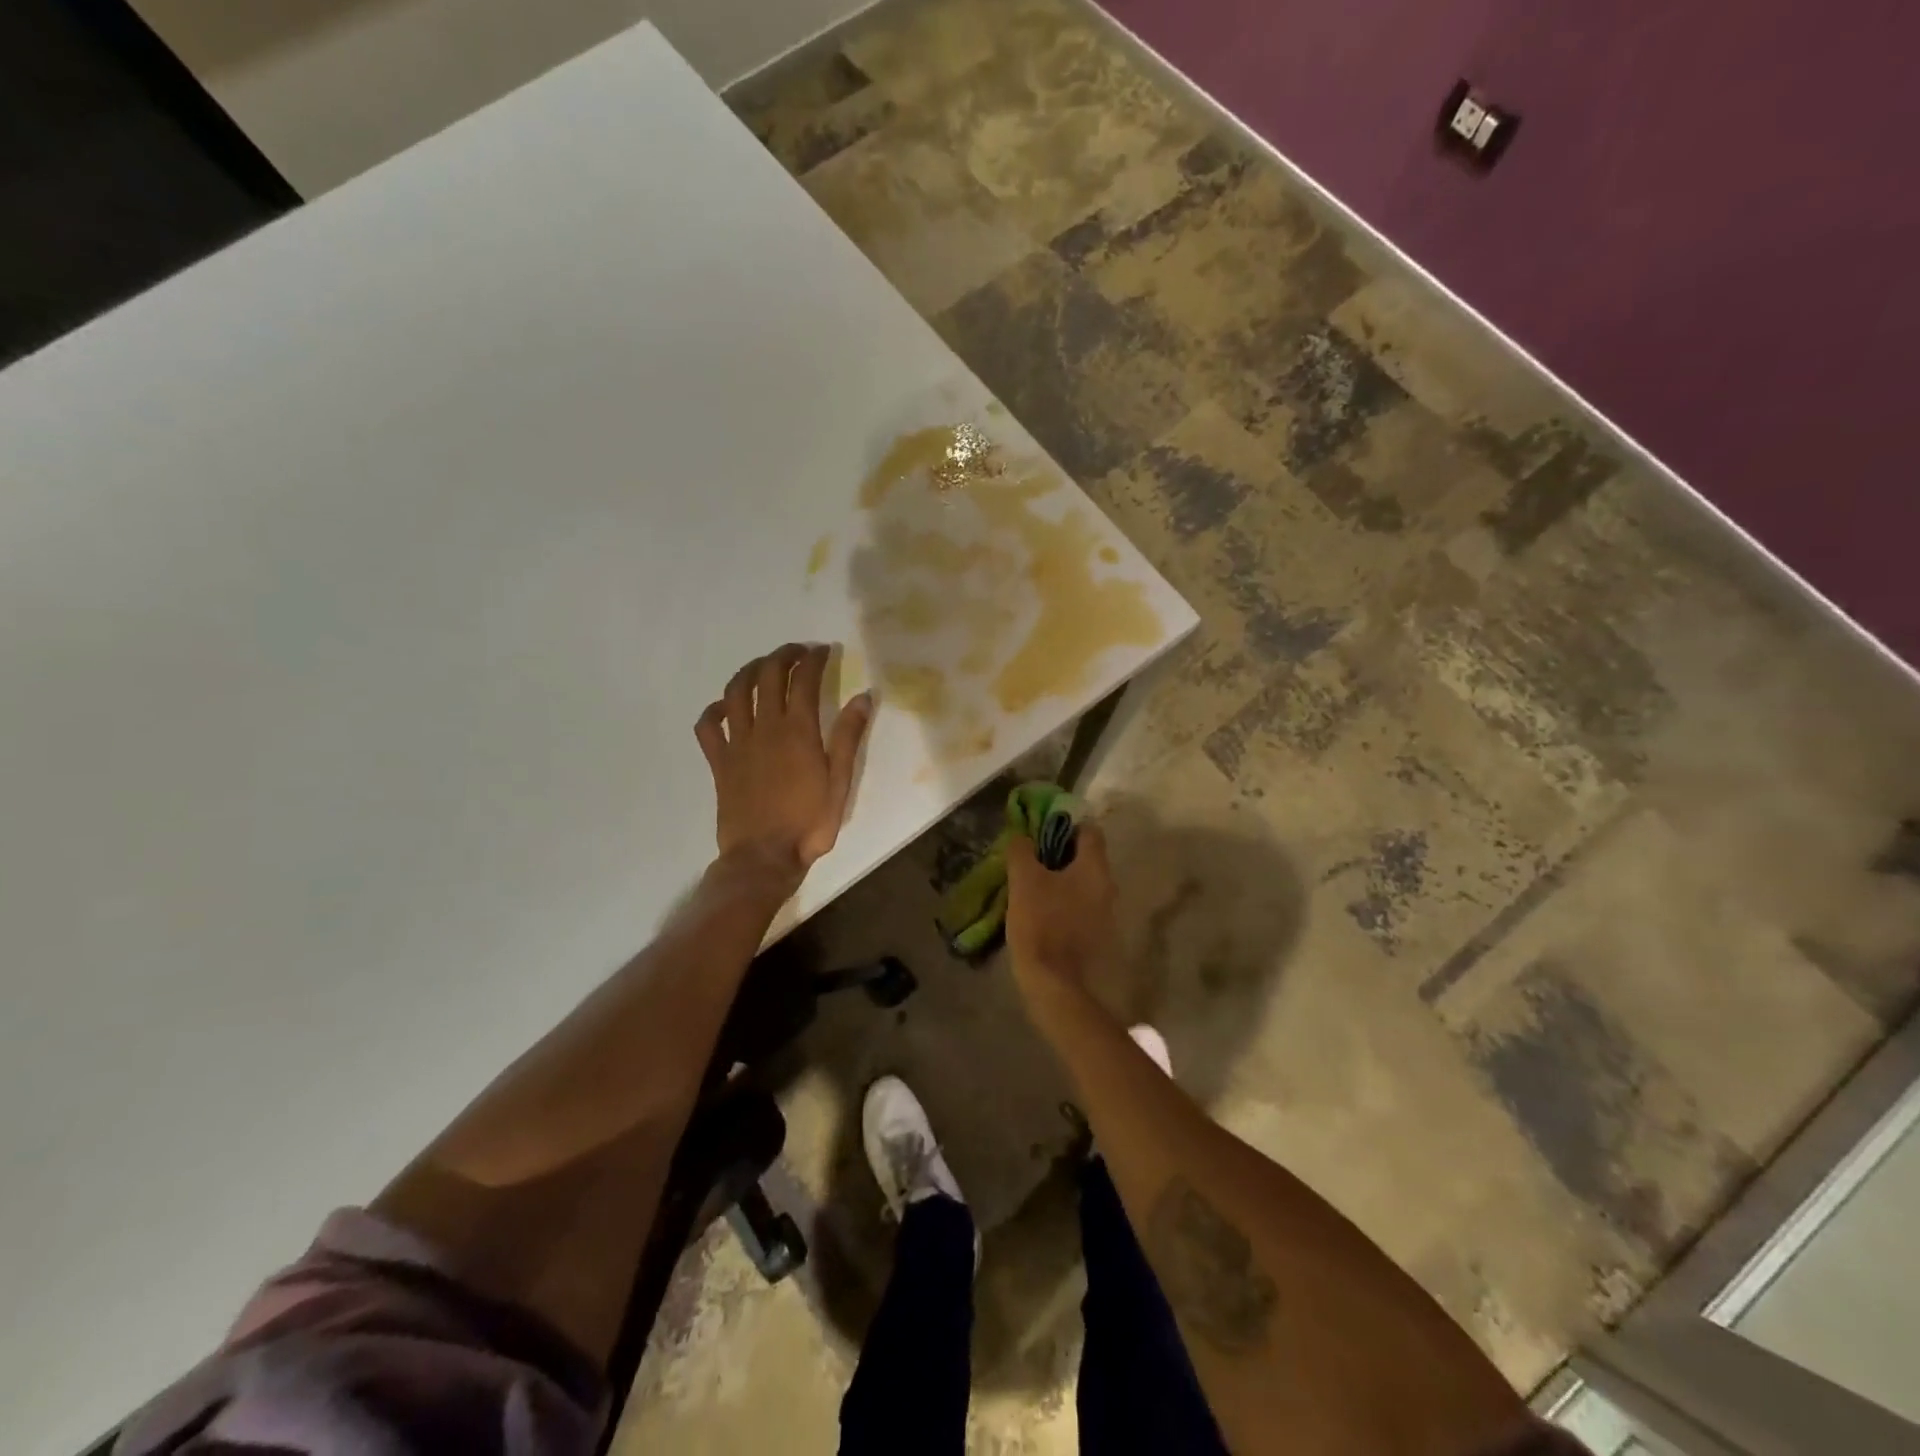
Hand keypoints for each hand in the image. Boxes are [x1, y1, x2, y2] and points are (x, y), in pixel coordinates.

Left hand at [695, 644, 872, 881]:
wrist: (763, 857)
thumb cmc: (809, 823)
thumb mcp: (840, 782)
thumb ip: (848, 737)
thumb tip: (864, 696)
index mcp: (798, 731)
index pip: (804, 680)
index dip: (813, 659)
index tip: (823, 650)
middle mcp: (765, 728)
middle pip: (768, 676)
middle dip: (783, 655)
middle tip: (797, 651)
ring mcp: (738, 744)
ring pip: (736, 692)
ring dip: (750, 671)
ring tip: (763, 666)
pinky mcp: (719, 762)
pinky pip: (708, 727)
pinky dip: (714, 710)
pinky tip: (725, 707)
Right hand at [1006, 821, 1118, 996]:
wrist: (1054, 982)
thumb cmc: (1041, 922)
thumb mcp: (1024, 880)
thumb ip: (1022, 851)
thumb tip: (1022, 836)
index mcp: (1095, 868)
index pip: (1089, 831)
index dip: (1066, 825)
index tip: (1042, 829)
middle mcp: (1108, 887)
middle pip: (1086, 858)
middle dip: (1060, 854)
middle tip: (1032, 857)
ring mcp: (1105, 913)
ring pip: (1083, 884)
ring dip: (1061, 880)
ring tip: (1032, 884)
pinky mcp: (1097, 935)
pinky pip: (1081, 906)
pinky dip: (1064, 902)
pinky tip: (1042, 910)